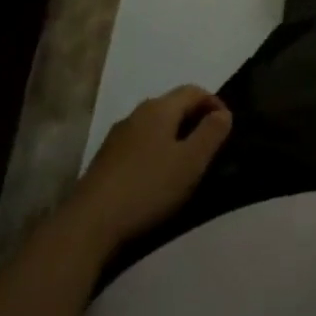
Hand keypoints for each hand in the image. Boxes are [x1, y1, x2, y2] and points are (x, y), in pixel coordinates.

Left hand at [70, 86, 232, 247]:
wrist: (88, 224)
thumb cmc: (148, 188)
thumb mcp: (191, 161)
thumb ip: (212, 133)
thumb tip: (223, 113)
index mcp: (160, 108)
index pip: (194, 90)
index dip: (214, 103)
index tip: (226, 127)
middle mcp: (137, 113)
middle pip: (173, 105)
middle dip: (194, 119)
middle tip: (209, 145)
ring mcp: (117, 136)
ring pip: (154, 126)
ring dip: (173, 136)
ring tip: (184, 163)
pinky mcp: (104, 159)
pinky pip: (139, 144)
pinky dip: (154, 151)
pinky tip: (155, 177)